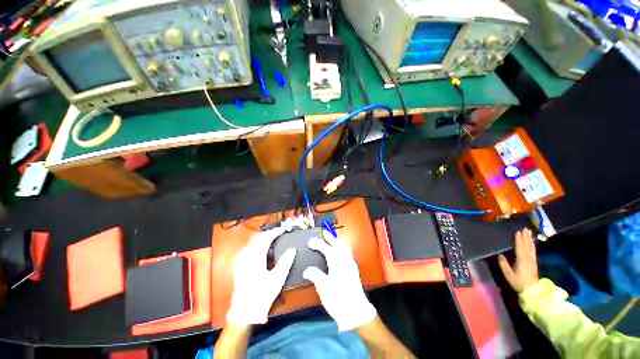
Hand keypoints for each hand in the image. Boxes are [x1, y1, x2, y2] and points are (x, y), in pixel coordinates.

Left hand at [226, 227, 296, 324]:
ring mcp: (241, 260)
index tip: (283, 229)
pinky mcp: (239, 264)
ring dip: (263, 237)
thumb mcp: (278, 279)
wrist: (245, 311)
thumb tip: (292, 249)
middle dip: (269, 233)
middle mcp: (246, 256)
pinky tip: (263, 248)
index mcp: (255, 258)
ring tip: (273, 238)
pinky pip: (248, 247)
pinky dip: (257, 243)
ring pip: (252, 241)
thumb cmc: (262, 295)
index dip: (275, 232)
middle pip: (258, 237)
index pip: (266, 238)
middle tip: (279, 232)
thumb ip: (286, 262)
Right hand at [302, 230, 376, 331]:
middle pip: (338, 243)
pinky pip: (347, 252)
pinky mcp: (354, 269)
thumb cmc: (338, 298)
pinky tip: (339, 252)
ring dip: (337, 241)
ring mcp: (351, 263)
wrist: (356, 311)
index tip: (310, 241)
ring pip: (344, 247)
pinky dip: (342, 247)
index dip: (318, 244)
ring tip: (332, 239)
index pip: (326, 248)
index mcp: (337, 261)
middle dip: (330, 237)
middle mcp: (345, 259)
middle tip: (324, 232)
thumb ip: (315, 275)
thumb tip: (307, 270)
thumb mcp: (323, 287)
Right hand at [498, 228, 538, 292]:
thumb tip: (500, 254)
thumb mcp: (508, 274)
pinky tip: (532, 243)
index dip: (518, 239)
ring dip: (530, 240)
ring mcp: (532, 260)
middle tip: (525, 228)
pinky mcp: (534, 263)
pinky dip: (532, 245)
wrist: (532, 290)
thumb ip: (504, 264)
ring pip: (531, 247)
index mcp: (521, 259)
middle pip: (527, 245)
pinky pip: (533, 251)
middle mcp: (528, 258)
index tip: (517, 231)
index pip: (520, 247)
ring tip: (529, 233)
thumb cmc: (518, 281)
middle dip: (526, 237)